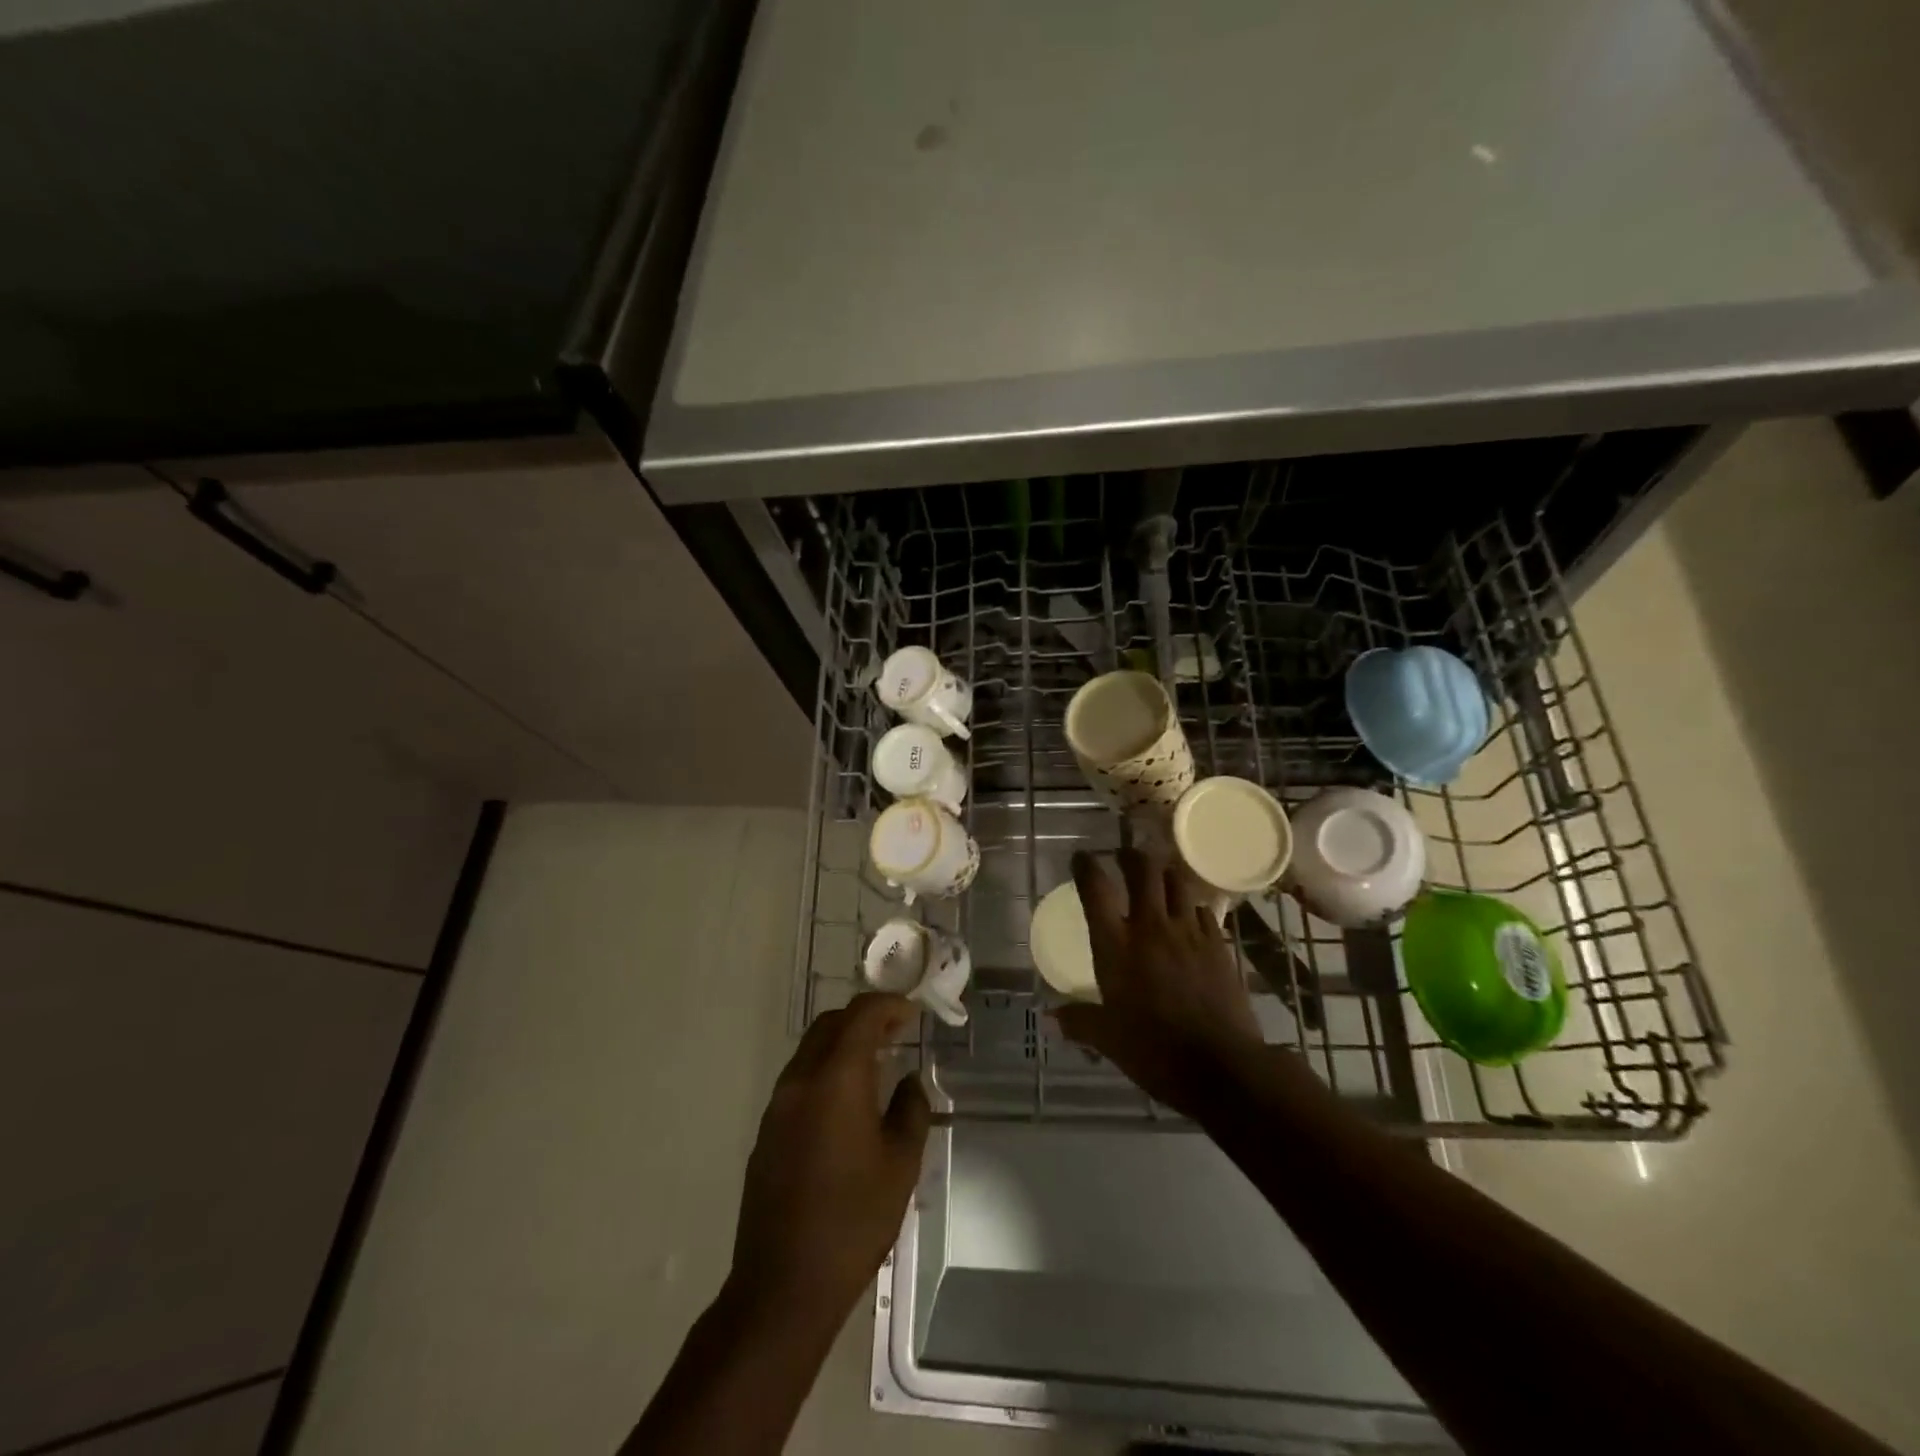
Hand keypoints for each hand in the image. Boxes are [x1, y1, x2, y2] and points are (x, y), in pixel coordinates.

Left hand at [730, 993, 930, 1323]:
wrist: (783, 1286)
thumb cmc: (853, 1220)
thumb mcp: (901, 1164)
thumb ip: (911, 1110)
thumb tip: (909, 1082)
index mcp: (836, 1078)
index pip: (862, 1015)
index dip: (890, 1005)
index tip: (914, 1013)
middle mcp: (801, 1080)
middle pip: (830, 1024)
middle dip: (865, 1019)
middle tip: (898, 1032)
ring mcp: (777, 1106)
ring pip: (811, 1049)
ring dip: (843, 1044)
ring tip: (877, 1064)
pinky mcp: (767, 1131)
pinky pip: (800, 1079)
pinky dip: (826, 1070)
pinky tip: (847, 1103)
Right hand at [1054, 848, 1266, 1117]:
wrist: (1221, 1066)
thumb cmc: (1154, 1051)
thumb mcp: (1108, 1039)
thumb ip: (1080, 1022)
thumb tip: (1053, 1018)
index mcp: (1115, 945)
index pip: (1096, 889)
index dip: (1086, 866)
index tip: (1081, 858)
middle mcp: (1150, 926)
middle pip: (1142, 869)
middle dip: (1130, 856)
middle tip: (1123, 856)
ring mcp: (1188, 932)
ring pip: (1176, 882)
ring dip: (1164, 874)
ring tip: (1158, 878)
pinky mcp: (1218, 944)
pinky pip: (1203, 910)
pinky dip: (1191, 907)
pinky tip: (1189, 917)